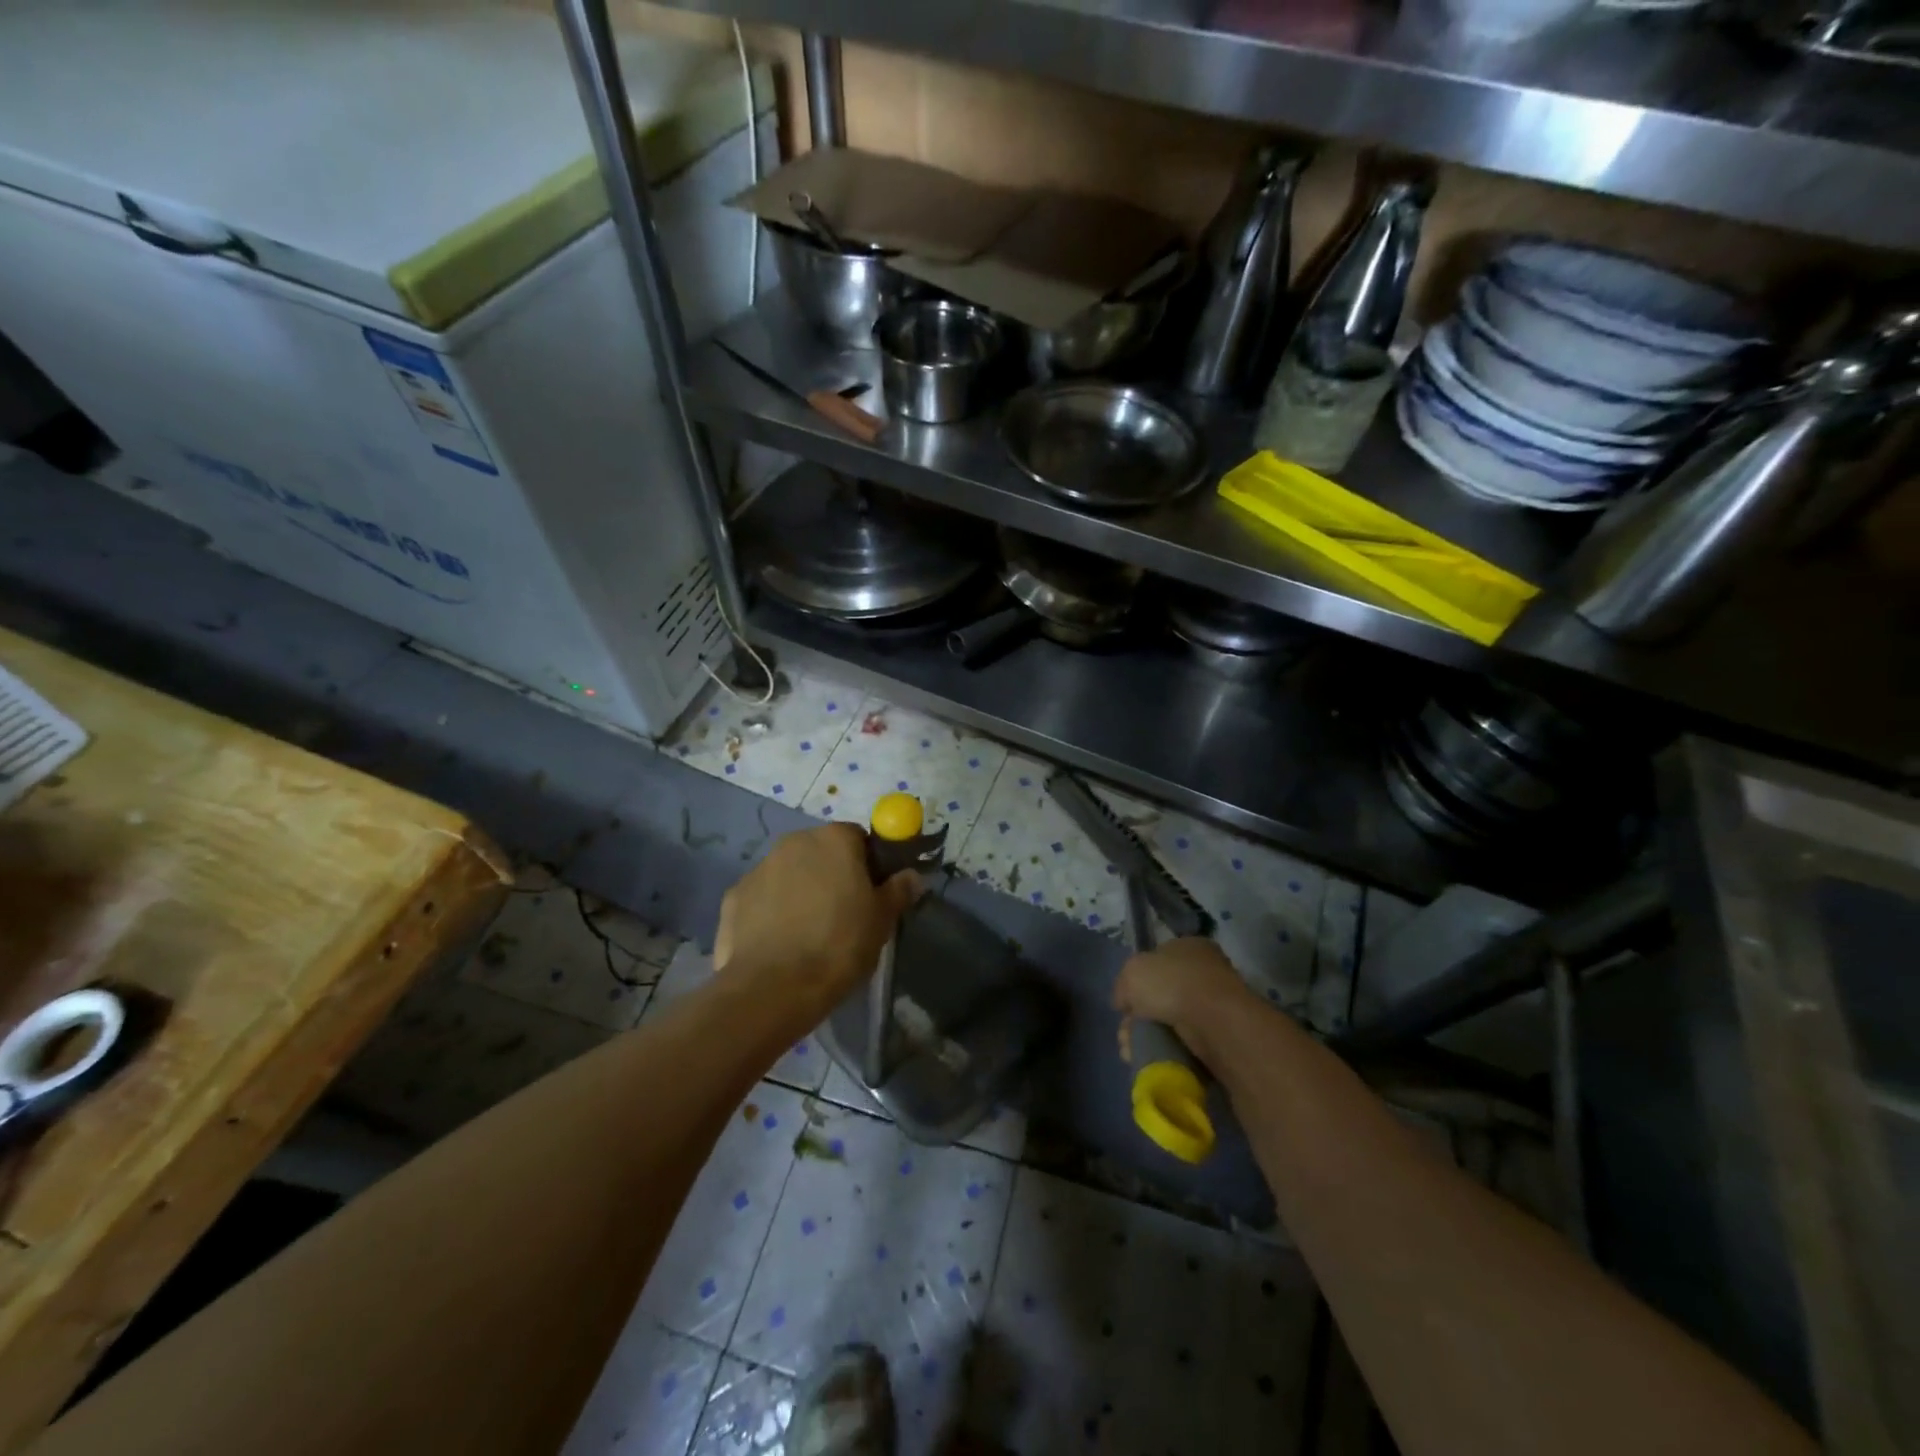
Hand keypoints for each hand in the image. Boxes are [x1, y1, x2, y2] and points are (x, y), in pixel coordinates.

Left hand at [714, 823, 920, 1017]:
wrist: (773, 988)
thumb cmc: (839, 945)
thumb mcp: (881, 921)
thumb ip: (898, 891)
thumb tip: (911, 876)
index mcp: (834, 839)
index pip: (858, 838)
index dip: (868, 864)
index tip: (871, 894)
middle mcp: (794, 842)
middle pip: (820, 852)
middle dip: (831, 875)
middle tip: (843, 914)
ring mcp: (759, 868)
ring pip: (789, 874)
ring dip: (800, 891)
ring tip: (808, 933)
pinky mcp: (733, 897)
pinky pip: (762, 898)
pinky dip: (771, 912)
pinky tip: (779, 944)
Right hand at [1112, 938, 1258, 1068]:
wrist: (1214, 1022)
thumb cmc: (1171, 984)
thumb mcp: (1132, 973)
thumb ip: (1123, 985)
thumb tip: (1124, 1002)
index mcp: (1189, 946)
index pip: (1158, 960)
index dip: (1137, 980)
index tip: (1125, 1003)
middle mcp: (1205, 971)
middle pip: (1161, 994)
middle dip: (1139, 1016)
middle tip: (1126, 1032)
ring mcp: (1215, 1004)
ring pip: (1171, 1021)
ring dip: (1149, 1035)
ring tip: (1133, 1050)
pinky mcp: (1221, 1035)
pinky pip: (1185, 1042)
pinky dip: (1167, 1050)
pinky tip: (1151, 1056)